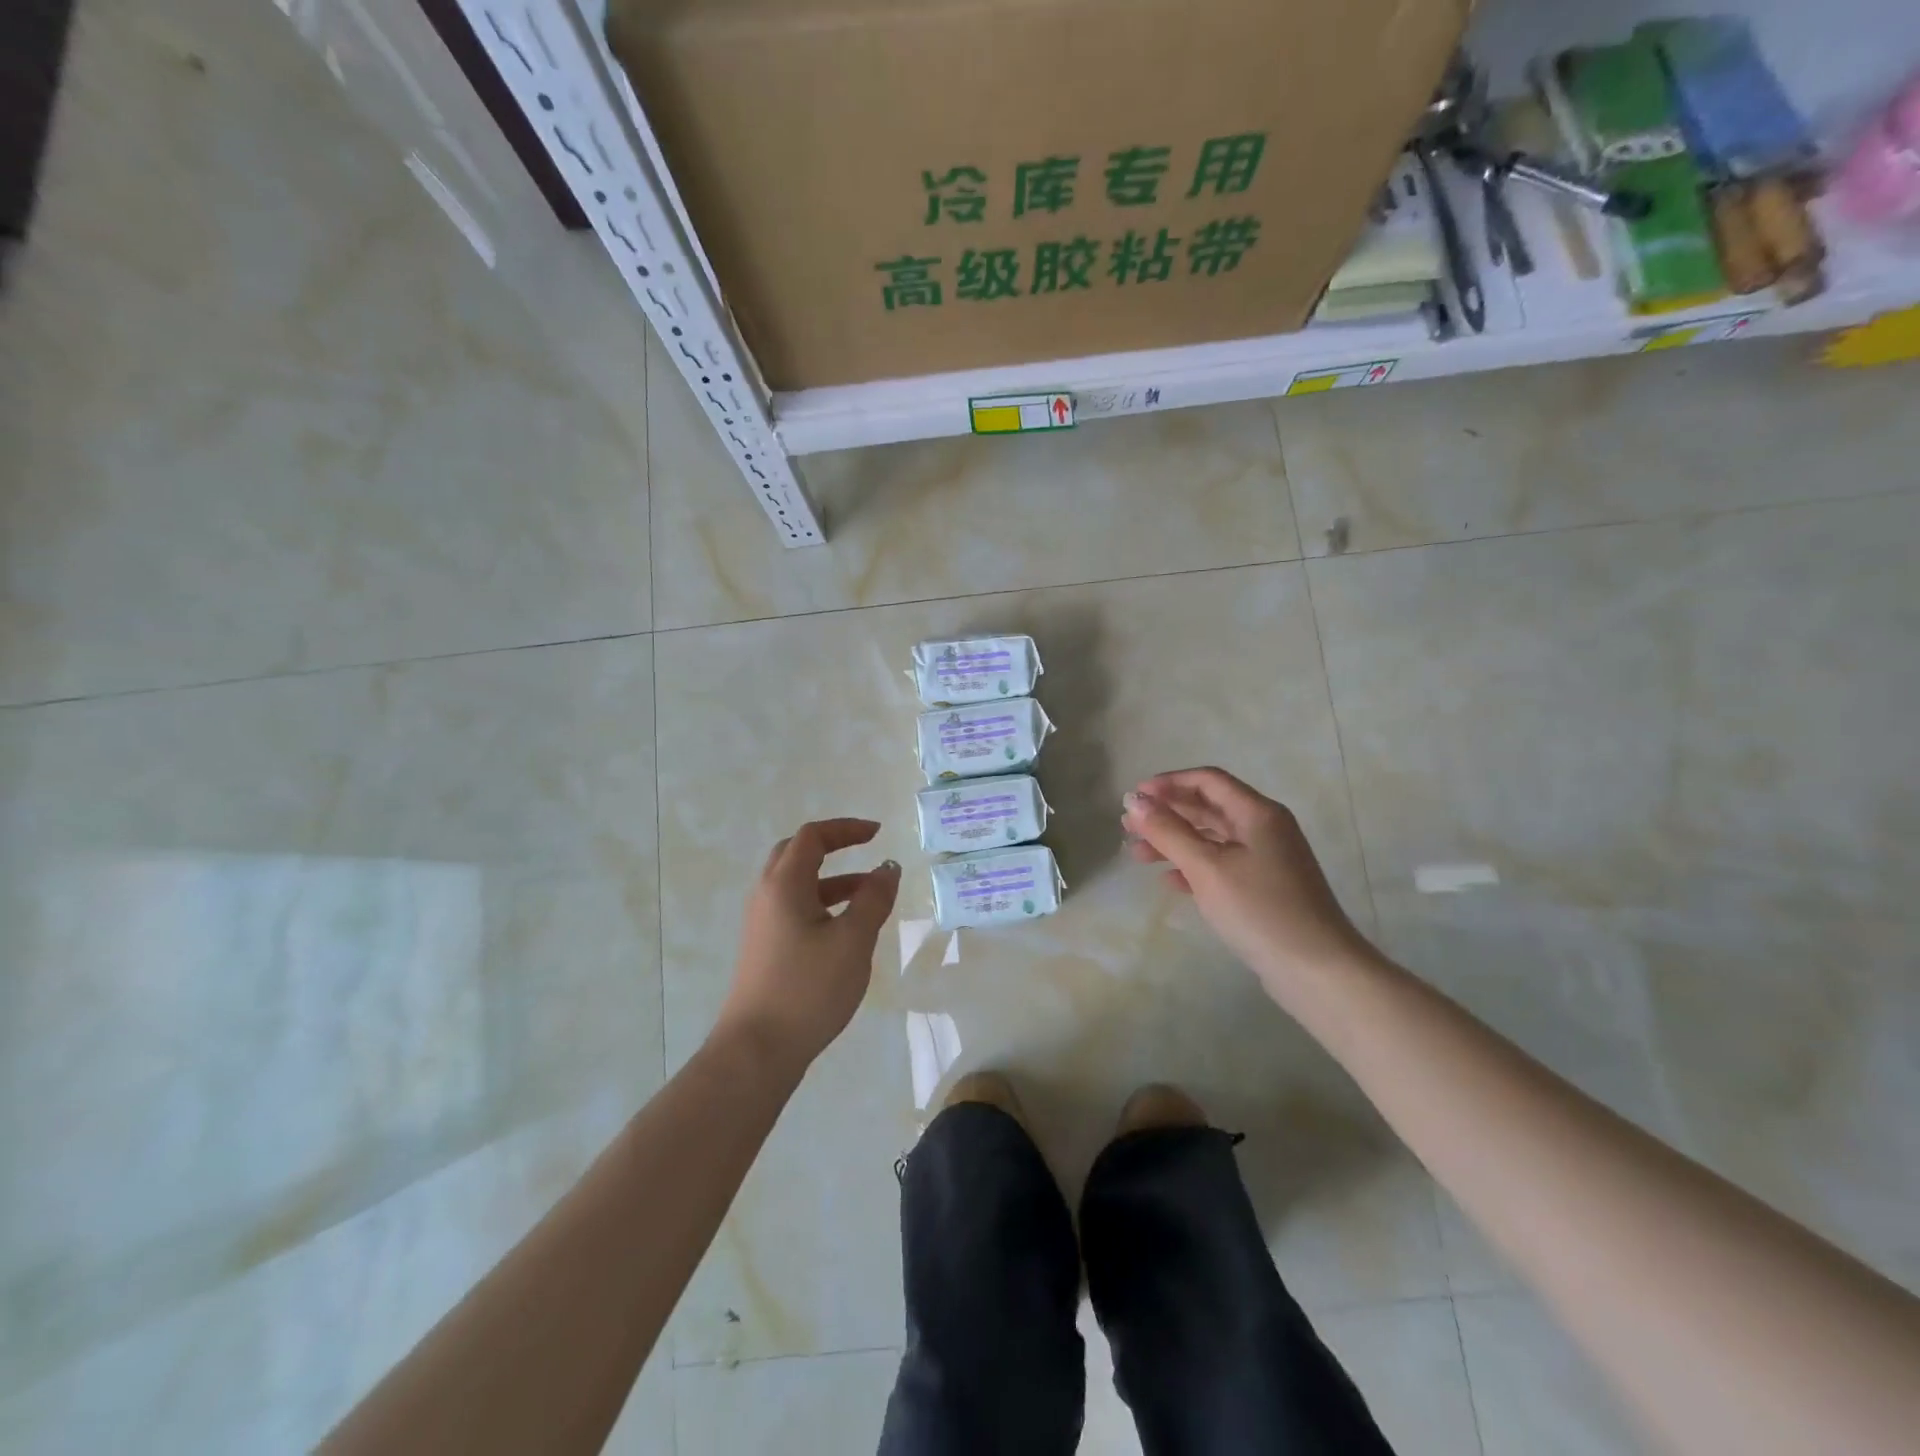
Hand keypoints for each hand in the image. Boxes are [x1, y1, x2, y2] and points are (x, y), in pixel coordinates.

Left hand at [718, 818, 901, 1075]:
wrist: (758, 1049)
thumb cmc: (808, 988)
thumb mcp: (853, 940)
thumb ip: (873, 899)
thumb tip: (888, 868)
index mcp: (784, 884)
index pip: (812, 837)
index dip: (845, 829)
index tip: (877, 833)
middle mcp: (767, 895)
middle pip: (797, 854)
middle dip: (833, 847)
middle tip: (866, 849)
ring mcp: (762, 923)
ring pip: (797, 885)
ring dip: (833, 879)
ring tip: (870, 894)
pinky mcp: (765, 948)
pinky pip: (795, 909)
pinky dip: (823, 904)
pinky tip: (847, 929)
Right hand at [1122, 768, 1373, 998]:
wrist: (1317, 970)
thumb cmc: (1260, 910)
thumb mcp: (1207, 867)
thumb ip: (1168, 832)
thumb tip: (1134, 800)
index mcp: (1257, 813)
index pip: (1207, 781)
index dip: (1168, 783)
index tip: (1134, 797)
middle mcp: (1264, 828)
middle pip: (1208, 808)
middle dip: (1167, 813)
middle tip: (1128, 827)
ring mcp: (1267, 860)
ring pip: (1212, 839)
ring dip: (1175, 842)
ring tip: (1138, 855)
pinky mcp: (1264, 888)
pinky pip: (1221, 865)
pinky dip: (1193, 867)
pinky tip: (1170, 881)